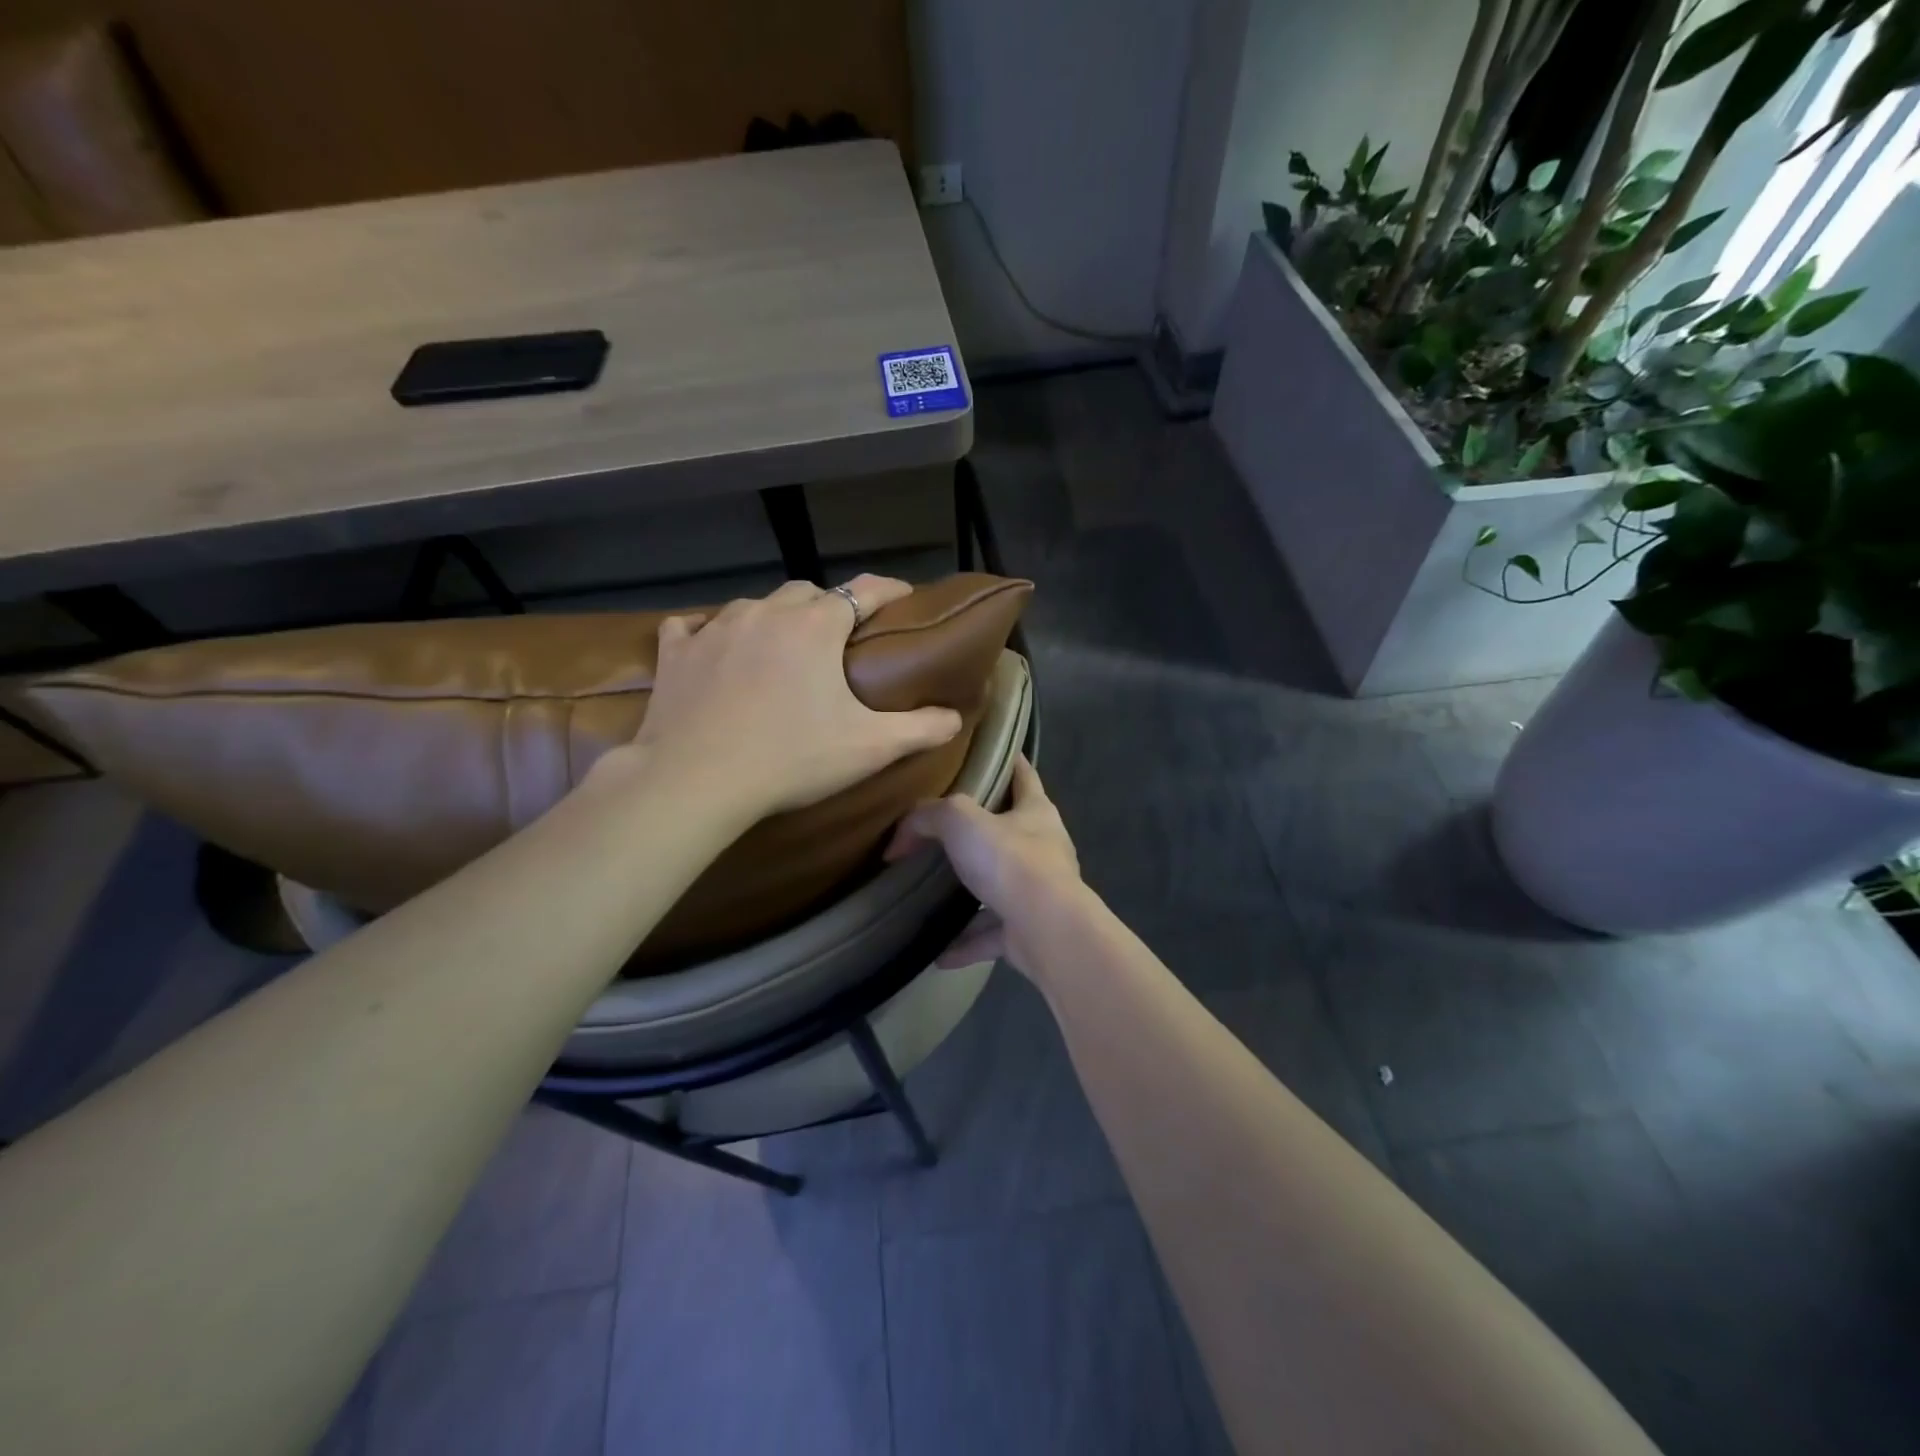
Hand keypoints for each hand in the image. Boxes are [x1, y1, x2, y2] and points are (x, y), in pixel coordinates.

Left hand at [622, 575, 963, 821]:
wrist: (695, 782)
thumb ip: (920, 729)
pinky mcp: (675, 652)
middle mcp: (765, 612)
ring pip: (753, 606)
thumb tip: (955, 718)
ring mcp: (714, 628)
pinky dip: (707, 633)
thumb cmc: (790, 759)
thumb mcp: (869, 748)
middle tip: (836, 640)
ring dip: (772, 620)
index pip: (863, 591)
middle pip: (805, 593)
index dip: (888, 590)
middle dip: (826, 607)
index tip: (903, 596)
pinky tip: (710, 650)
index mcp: (815, 626)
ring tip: (779, 649)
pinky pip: (692, 627)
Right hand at [884, 754, 1083, 975]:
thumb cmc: (1011, 862)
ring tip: (935, 894)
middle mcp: (1043, 848)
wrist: (1047, 931)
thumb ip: (928, 817)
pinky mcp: (1029, 931)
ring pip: (1000, 887)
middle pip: (1011, 831)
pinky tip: (937, 953)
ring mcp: (1038, 892)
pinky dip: (966, 942)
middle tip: (943, 830)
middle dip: (982, 832)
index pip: (1024, 774)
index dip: (1009, 760)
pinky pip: (991, 934)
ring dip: (971, 893)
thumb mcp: (961, 822)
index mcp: (1036, 812)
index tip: (988, 753)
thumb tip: (898, 840)